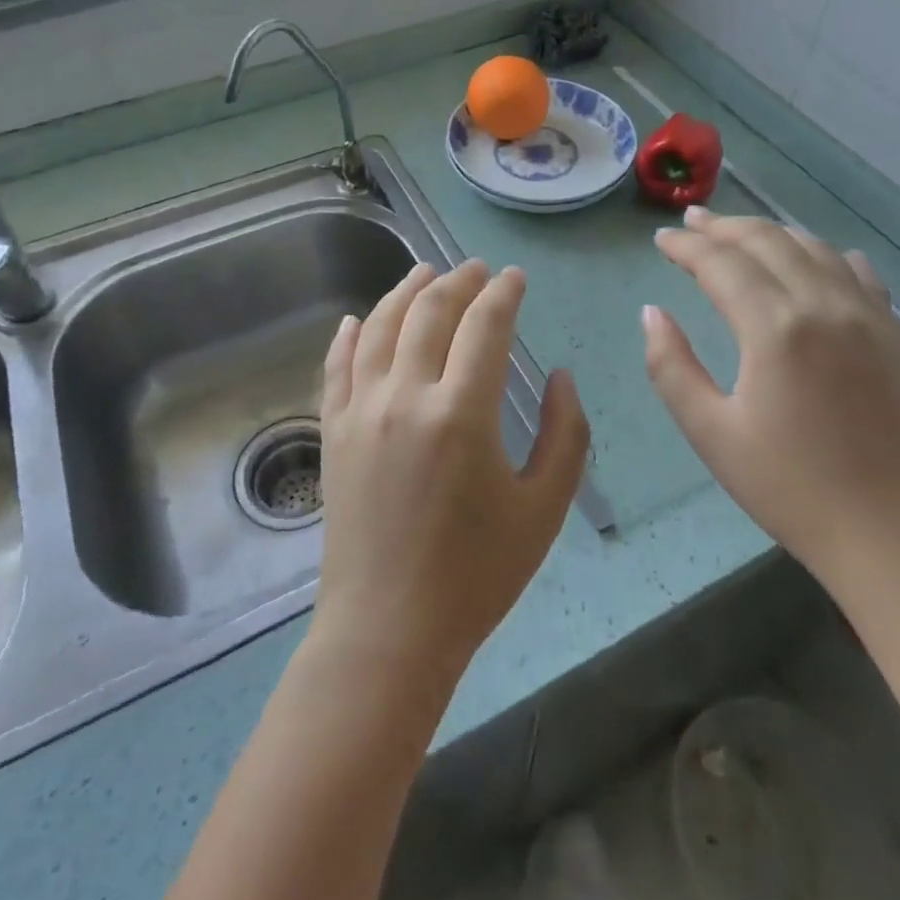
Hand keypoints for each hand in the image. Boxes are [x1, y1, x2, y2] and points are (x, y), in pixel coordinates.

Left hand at [314, 259, 590, 682]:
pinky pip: (336, 365)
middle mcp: (404, 396)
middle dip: (458, 281)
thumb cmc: (476, 575)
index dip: (503, 293)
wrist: (389, 630)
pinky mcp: (333, 431)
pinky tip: (356, 317)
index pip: (484, 325)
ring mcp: (360, 410)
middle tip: (477, 269)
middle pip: (429, 313)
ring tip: (424, 272)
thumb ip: (566, 434)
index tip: (516, 278)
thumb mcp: (544, 509)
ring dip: (403, 291)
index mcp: (461, 413)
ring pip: (378, 326)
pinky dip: (347, 334)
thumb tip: (561, 375)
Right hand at [642, 206, 899, 587]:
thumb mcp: (711, 433)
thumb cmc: (791, 488)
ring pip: (813, 247)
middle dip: (723, 227)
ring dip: (769, 233)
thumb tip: (653, 313)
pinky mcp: (895, 335)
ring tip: (738, 233)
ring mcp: (868, 315)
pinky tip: (811, 261)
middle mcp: (824, 304)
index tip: (661, 240)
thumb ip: (671, 366)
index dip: (686, 246)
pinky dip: (823, 254)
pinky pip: (857, 271)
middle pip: (767, 241)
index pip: (720, 263)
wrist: (896, 537)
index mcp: (775, 327)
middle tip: (691, 222)